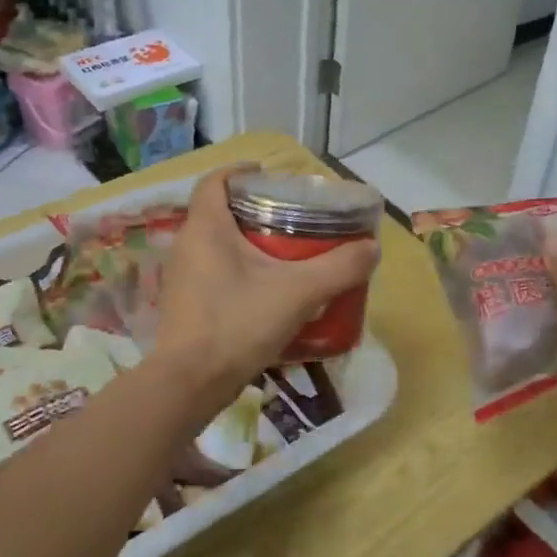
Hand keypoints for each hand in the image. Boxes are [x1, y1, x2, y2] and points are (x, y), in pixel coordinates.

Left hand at [153, 164, 380, 405]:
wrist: (191, 384)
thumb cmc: (238, 324)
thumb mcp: (298, 293)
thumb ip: (339, 268)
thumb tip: (372, 247)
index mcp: (206, 228)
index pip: (217, 181)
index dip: (242, 172)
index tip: (273, 177)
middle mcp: (188, 245)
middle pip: (221, 212)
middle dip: (257, 210)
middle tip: (294, 218)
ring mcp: (184, 277)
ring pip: (219, 245)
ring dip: (251, 243)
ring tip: (289, 254)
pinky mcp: (188, 304)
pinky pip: (217, 273)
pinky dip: (243, 271)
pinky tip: (271, 291)